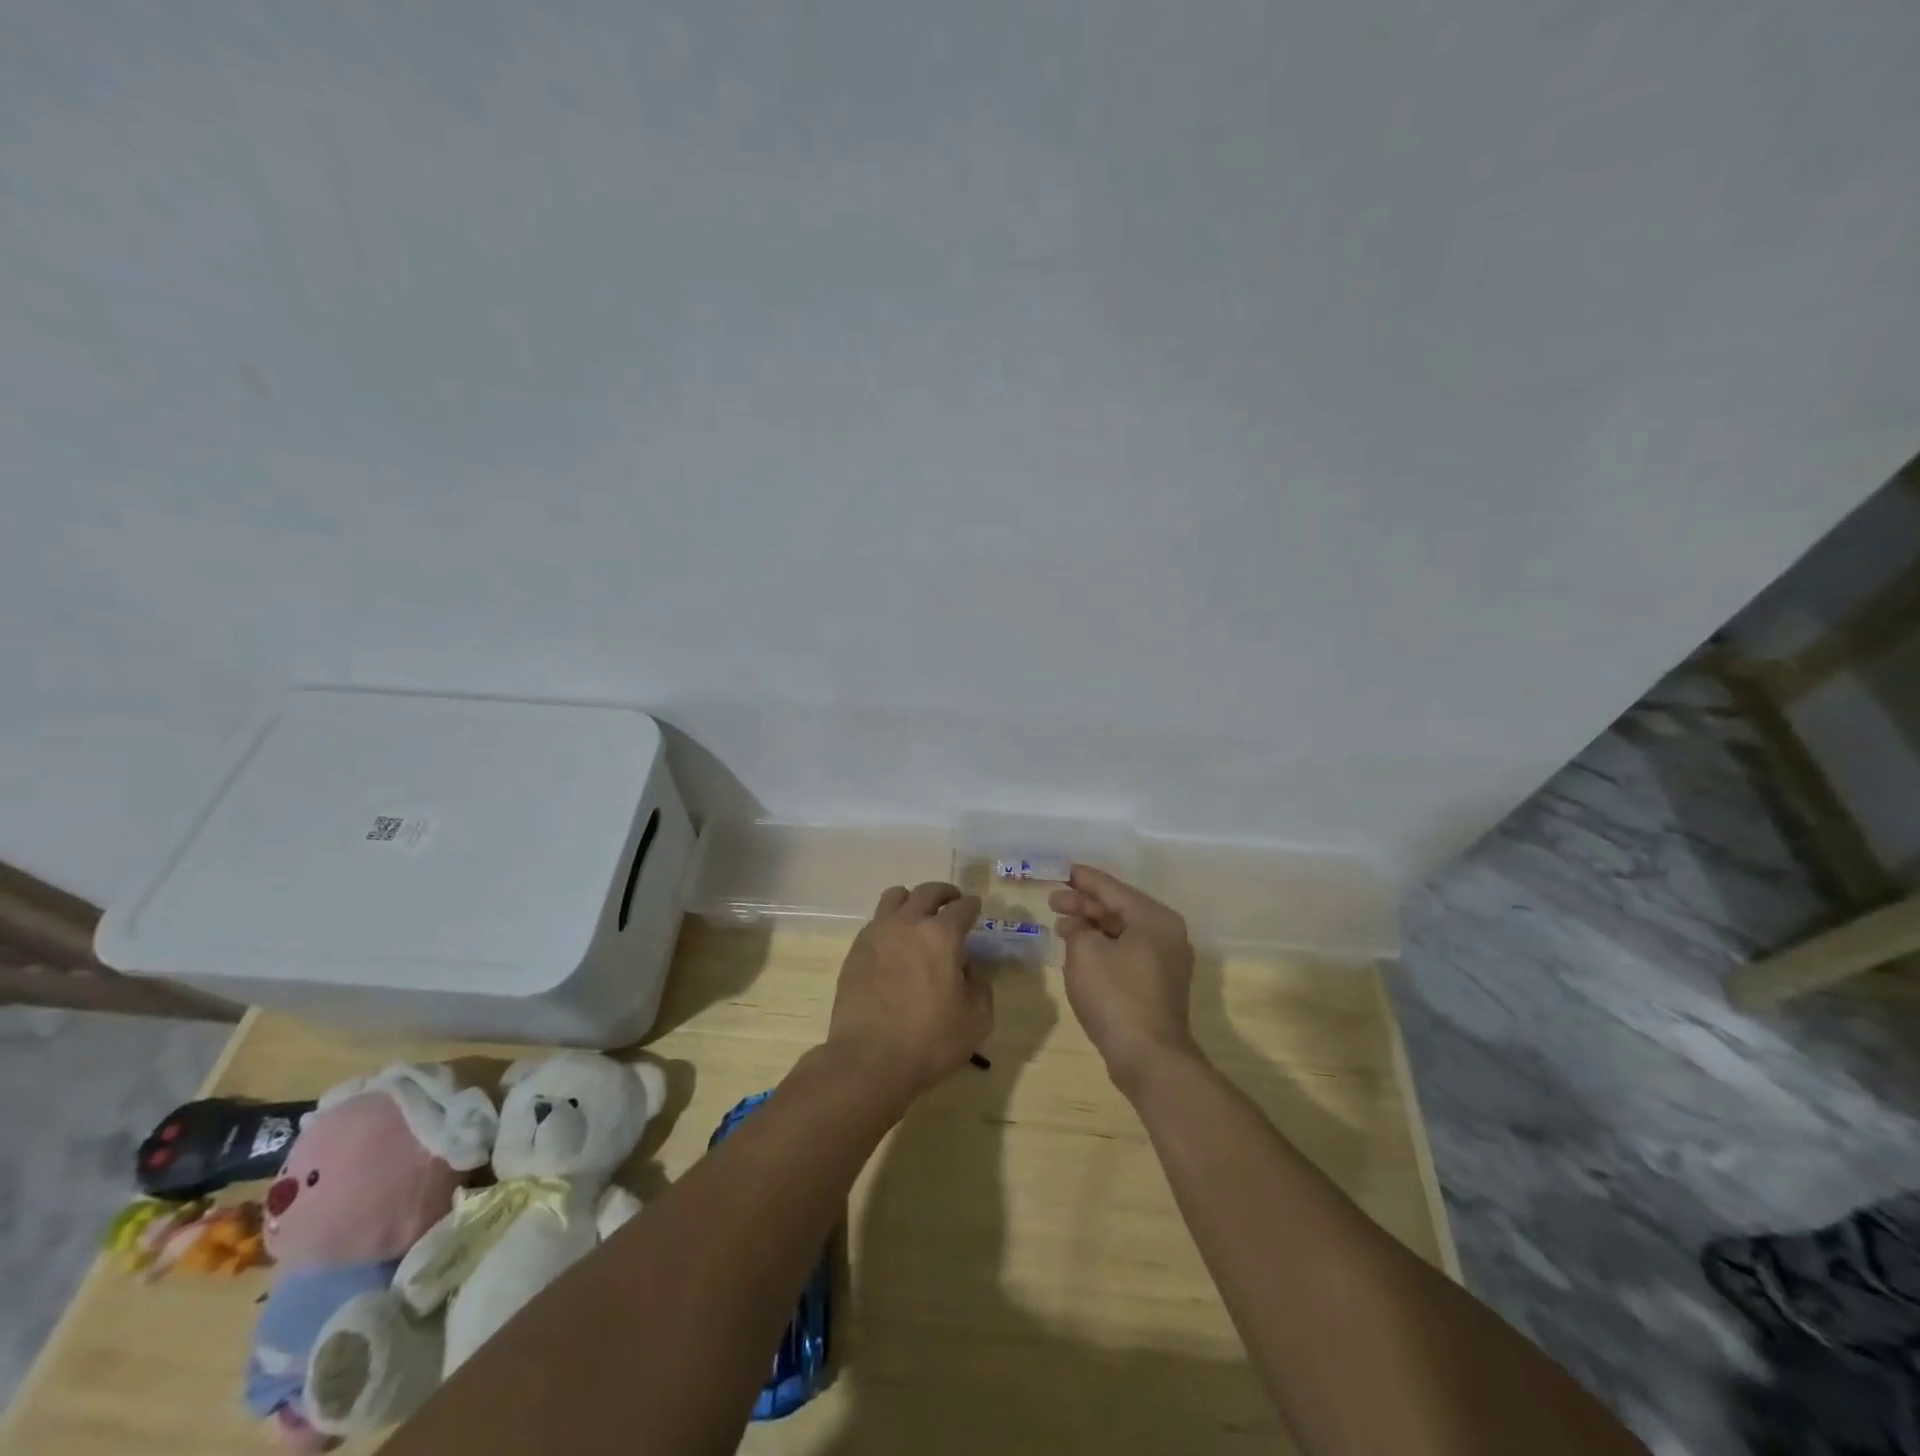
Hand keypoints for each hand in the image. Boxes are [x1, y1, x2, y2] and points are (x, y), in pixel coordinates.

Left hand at [826, 882, 990, 1104]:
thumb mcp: (977, 1018)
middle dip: (944, 894)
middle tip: (951, 902)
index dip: (972, 906)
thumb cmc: (930, 1041)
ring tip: (918, 915)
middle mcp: (908, 923)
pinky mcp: (856, 950)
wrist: (869, 1060)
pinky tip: (895, 943)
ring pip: (895, 897)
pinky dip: (890, 923)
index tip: (975, 908)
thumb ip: (979, 984)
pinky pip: (876, 922)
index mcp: (941, 935)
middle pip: (927, 892)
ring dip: (912, 900)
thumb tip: (966, 966)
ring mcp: (877, 934)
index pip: (961, 907)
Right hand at [1051, 866, 1199, 1093]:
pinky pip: (1128, 952)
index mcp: (1154, 918)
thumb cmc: (1116, 996)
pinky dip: (1104, 946)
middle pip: (1119, 909)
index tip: (1062, 870)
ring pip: (1123, 932)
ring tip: (1062, 925)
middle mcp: (1167, 934)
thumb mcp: (1085, 953)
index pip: (1113, 889)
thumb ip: (1079, 929)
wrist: (1149, 1057)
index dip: (1084, 879)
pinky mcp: (1159, 985)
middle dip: (1085, 904)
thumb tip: (1080, 928)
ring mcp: (1166, 961)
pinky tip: (1081, 950)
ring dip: (1092, 926)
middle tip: (1054, 901)